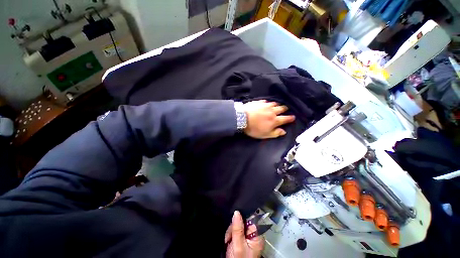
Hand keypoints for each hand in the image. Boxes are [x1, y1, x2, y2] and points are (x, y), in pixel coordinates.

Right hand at [225, 211, 263, 257]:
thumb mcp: (238, 245)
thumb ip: (238, 229)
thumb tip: (237, 212)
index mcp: (257, 235)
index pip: (251, 218)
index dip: (242, 217)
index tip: (234, 222)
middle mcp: (254, 234)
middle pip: (243, 221)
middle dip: (234, 227)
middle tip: (229, 238)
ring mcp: (248, 237)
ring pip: (238, 225)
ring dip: (231, 231)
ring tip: (228, 241)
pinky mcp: (242, 239)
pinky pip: (236, 231)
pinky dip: (230, 235)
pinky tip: (228, 241)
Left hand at [243, 100, 294, 138]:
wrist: (242, 118)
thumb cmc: (254, 128)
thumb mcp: (265, 134)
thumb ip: (275, 133)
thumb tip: (284, 131)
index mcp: (274, 120)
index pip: (285, 119)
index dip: (290, 118)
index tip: (293, 117)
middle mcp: (272, 111)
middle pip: (281, 109)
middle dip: (285, 109)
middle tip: (286, 109)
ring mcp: (265, 105)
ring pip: (274, 104)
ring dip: (277, 105)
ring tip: (277, 105)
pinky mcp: (259, 102)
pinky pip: (266, 101)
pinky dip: (268, 102)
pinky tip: (266, 103)